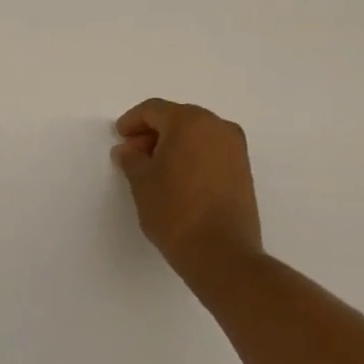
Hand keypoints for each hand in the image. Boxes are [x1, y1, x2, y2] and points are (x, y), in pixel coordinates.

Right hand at [111, 99, 262, 275]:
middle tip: (134, 154)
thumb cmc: (175, 211)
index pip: (154, 110)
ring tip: (154, 169)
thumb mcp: (142, 182)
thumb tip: (128, 150)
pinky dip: (192, 155)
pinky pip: (211, 150)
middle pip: (177, 118)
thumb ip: (131, 159)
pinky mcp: (244, 169)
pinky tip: (177, 178)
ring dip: (173, 144)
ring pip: (196, 134)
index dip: (132, 121)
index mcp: (190, 121)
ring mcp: (235, 147)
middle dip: (153, 132)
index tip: (120, 138)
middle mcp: (217, 126)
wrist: (222, 254)